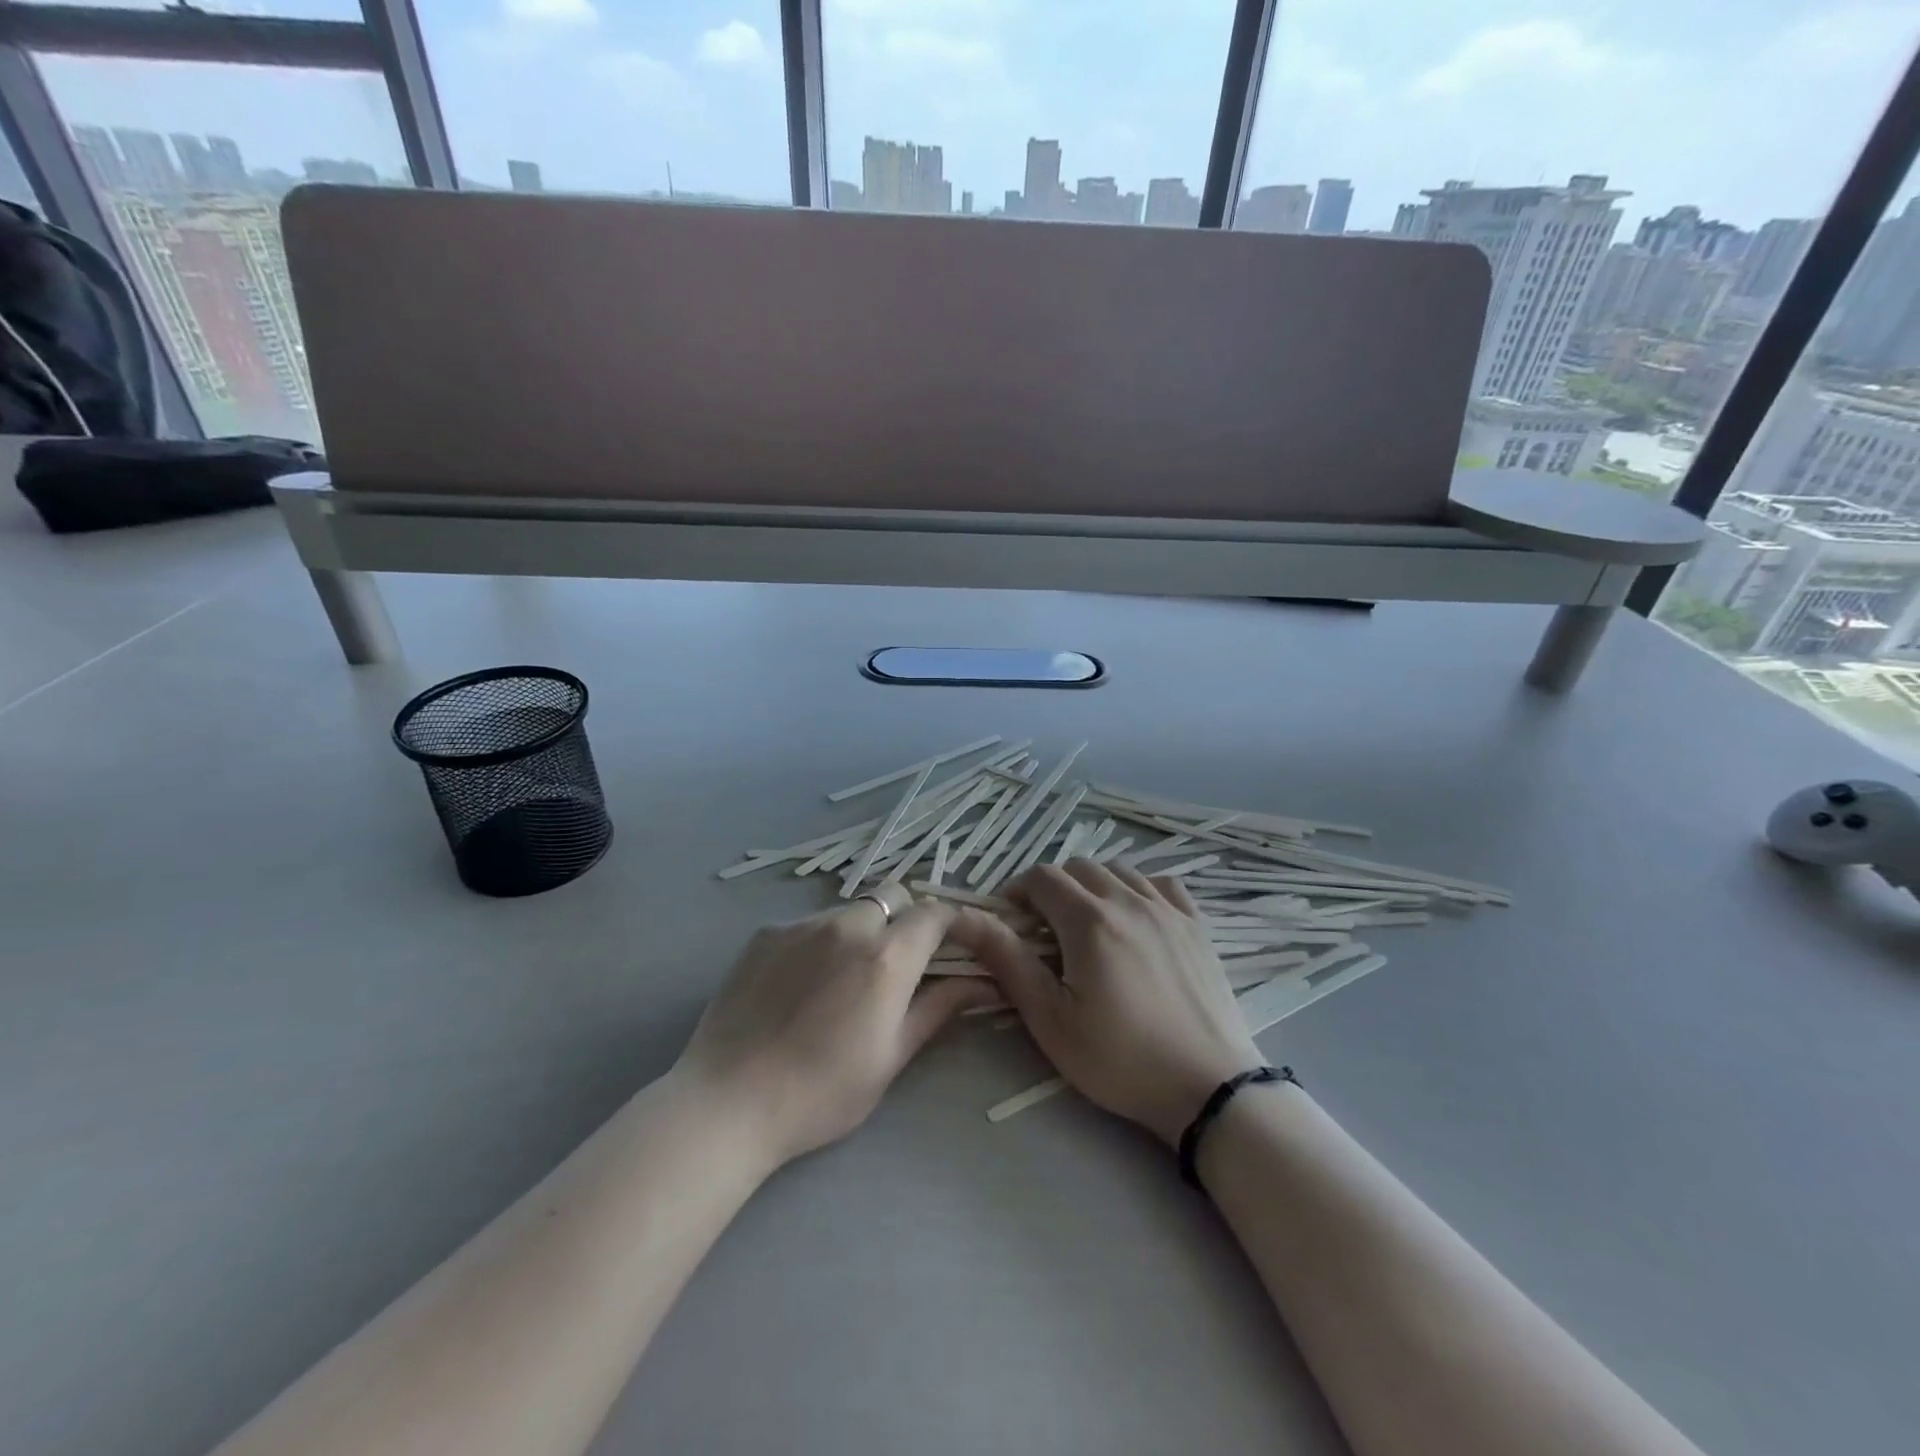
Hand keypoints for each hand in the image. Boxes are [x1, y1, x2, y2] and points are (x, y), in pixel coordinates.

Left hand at [674, 893, 998, 1166]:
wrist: (727, 1102)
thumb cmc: (822, 1092)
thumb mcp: (892, 1056)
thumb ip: (938, 1007)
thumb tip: (983, 983)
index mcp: (887, 956)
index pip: (935, 912)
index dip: (954, 921)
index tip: (959, 943)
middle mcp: (848, 925)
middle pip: (893, 896)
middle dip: (907, 918)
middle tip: (900, 963)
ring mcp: (801, 925)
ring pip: (850, 910)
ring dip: (863, 931)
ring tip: (844, 980)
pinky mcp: (765, 933)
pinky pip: (809, 924)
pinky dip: (821, 942)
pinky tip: (802, 986)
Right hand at [950, 861, 1262, 1146]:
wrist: (1207, 1087)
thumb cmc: (1120, 1059)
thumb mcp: (1051, 1019)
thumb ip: (1008, 961)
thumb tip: (967, 919)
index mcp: (1089, 921)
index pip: (1041, 878)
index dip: (1018, 892)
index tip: (1011, 922)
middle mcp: (1129, 900)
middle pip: (1079, 867)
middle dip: (1053, 888)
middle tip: (1046, 929)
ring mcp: (1168, 909)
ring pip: (1119, 870)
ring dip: (1093, 885)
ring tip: (1089, 924)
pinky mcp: (1197, 925)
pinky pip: (1161, 884)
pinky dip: (1139, 889)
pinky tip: (1135, 918)